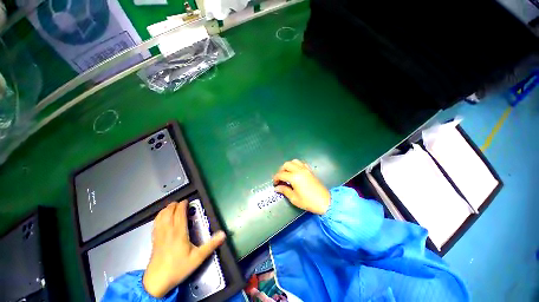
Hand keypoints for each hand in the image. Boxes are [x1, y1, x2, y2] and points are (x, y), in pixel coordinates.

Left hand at [143, 201, 225, 297]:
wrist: (157, 282)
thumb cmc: (178, 268)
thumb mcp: (198, 258)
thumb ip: (211, 245)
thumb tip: (223, 234)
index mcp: (179, 233)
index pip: (179, 214)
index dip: (182, 205)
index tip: (186, 201)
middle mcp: (168, 231)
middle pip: (168, 212)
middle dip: (174, 205)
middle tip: (180, 202)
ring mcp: (159, 235)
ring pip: (160, 217)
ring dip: (166, 209)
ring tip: (171, 206)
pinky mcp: (154, 240)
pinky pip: (155, 224)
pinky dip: (158, 217)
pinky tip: (161, 218)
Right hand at [273, 159, 330, 214]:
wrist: (325, 202)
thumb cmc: (308, 202)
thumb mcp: (294, 198)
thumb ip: (284, 190)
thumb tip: (277, 188)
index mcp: (294, 177)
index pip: (281, 174)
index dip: (276, 178)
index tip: (275, 184)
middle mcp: (299, 170)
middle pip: (286, 164)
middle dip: (281, 170)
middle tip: (280, 178)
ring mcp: (305, 169)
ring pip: (294, 161)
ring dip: (288, 166)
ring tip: (287, 173)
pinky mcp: (310, 170)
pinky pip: (301, 163)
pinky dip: (296, 165)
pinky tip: (296, 172)